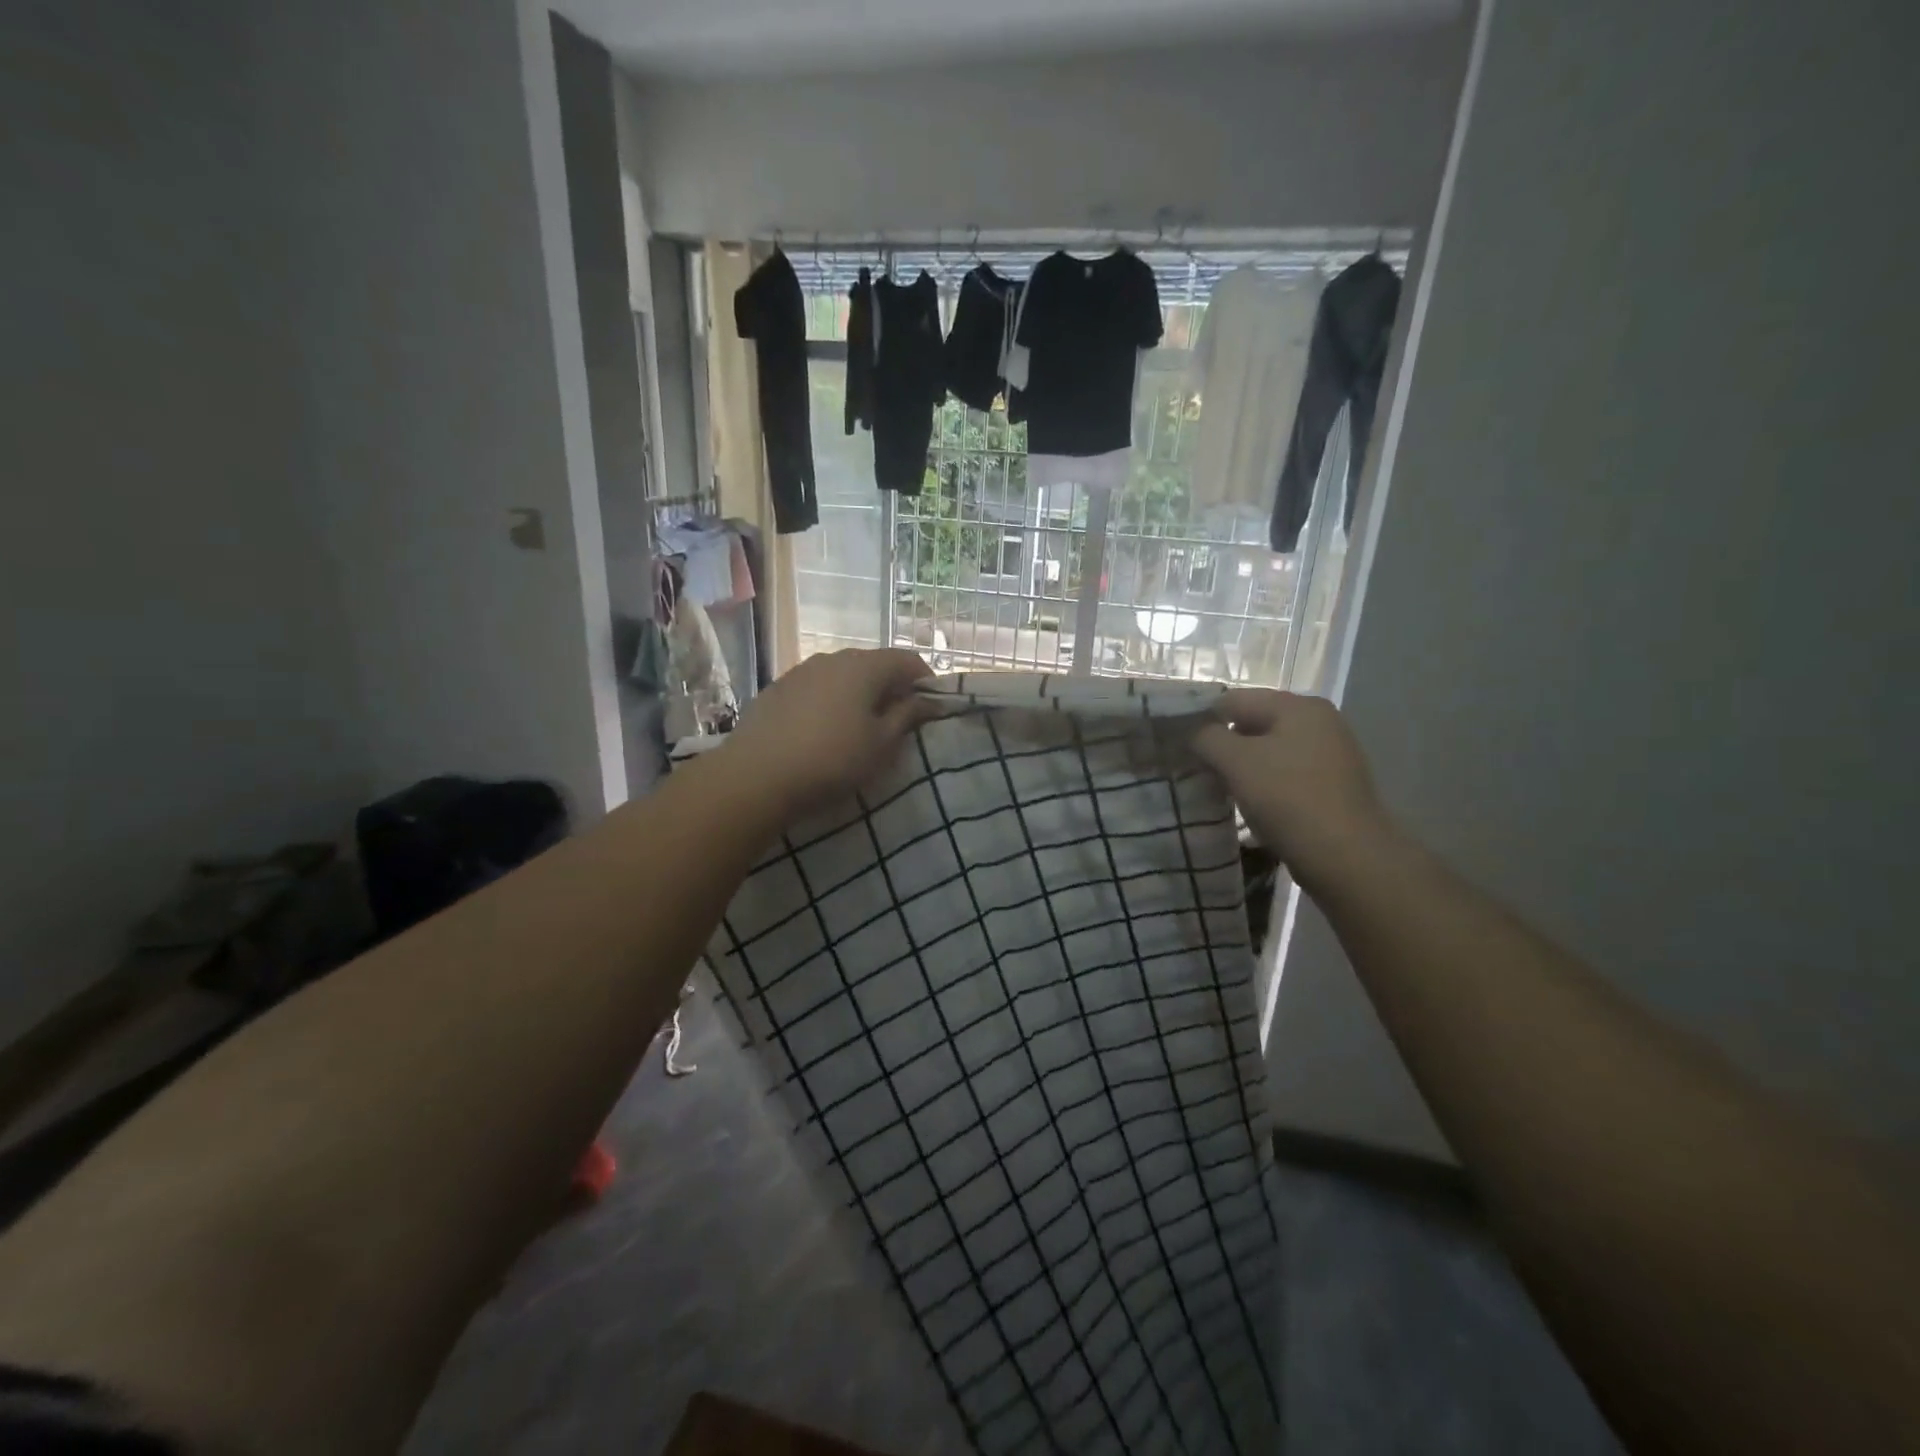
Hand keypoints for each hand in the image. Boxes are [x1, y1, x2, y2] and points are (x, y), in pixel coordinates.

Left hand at [721, 649, 936, 819]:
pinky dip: (830, 702)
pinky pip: (816, 689)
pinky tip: (824, 731)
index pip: (907, 660)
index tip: (931, 710)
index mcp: (864, 666)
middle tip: (898, 722)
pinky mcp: (777, 689)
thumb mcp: (881, 744)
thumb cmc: (832, 760)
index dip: (925, 682)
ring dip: (858, 695)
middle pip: (873, 665)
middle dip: (891, 688)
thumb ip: (907, 716)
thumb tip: (928, 700)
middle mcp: (832, 658)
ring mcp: (800, 671)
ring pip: (842, 676)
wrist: (755, 776)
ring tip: (860, 728)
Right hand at [1190, 689, 1392, 887]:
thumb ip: (1207, 738)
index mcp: (1299, 706)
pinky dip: (1264, 784)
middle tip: (1197, 769)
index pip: (1235, 700)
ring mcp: (1331, 754)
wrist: (1347, 858)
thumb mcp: (1236, 762)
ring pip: (1269, 751)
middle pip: (1254, 723)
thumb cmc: (1288, 799)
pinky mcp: (1333, 785)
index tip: (1180, 745)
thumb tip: (1195, 733)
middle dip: (1223, 745)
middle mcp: (1320, 721)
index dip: (1202, 719)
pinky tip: (1250, 805)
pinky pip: (1286, 774)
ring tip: (1220, 789)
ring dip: (1242, 767)